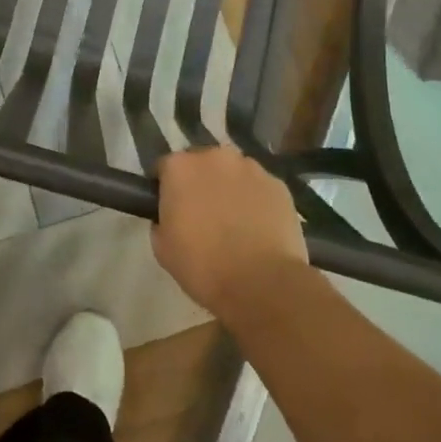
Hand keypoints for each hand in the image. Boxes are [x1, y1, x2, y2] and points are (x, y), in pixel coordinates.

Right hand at [153, 147, 310, 318]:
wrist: (263, 284)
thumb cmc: (204, 266)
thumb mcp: (162, 248)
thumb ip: (161, 220)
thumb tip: (171, 216)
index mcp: (180, 167)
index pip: (165, 168)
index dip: (167, 188)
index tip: (171, 210)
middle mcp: (214, 157)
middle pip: (202, 164)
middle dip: (200, 183)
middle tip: (203, 215)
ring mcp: (251, 168)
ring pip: (233, 173)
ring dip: (230, 188)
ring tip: (236, 223)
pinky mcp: (279, 185)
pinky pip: (260, 188)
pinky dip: (256, 201)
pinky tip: (259, 229)